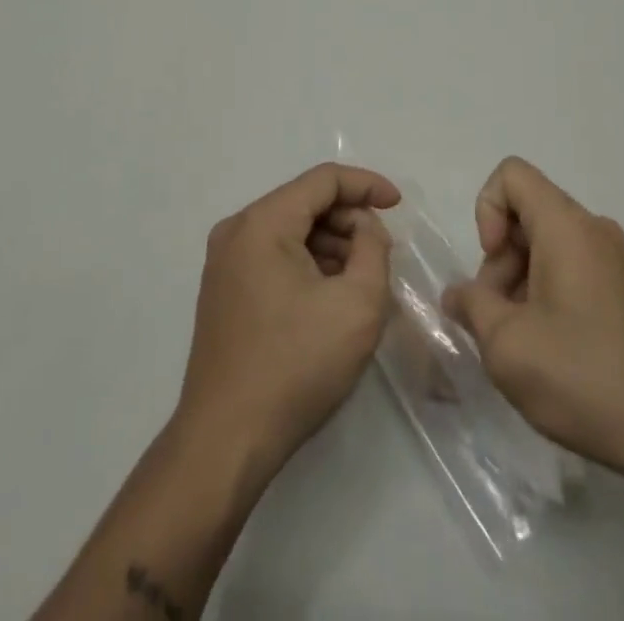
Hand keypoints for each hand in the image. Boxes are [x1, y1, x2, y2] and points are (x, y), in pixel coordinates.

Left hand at [175, 163, 400, 479]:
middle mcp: (237, 231)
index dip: (366, 184)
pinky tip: (332, 296)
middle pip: (305, 202)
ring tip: (363, 278)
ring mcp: (225, 262)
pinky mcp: (224, 291)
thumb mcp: (357, 304)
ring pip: (291, 231)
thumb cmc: (295, 366)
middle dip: (350, 220)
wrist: (225, 443)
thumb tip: (365, 228)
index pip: (323, 179)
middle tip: (383, 252)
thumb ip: (373, 248)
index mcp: (262, 223)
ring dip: (332, 244)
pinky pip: (275, 256)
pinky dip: (309, 264)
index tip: (399, 205)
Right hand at [441, 157, 623, 478]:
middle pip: (528, 214)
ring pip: (548, 246)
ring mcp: (615, 261)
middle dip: (500, 260)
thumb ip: (471, 307)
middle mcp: (594, 230)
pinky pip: (573, 270)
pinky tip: (551, 353)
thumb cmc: (583, 376)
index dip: (486, 210)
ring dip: (520, 283)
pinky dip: (548, 296)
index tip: (492, 265)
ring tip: (522, 345)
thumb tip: (458, 295)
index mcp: (567, 226)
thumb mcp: (506, 345)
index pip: (512, 175)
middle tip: (498, 321)